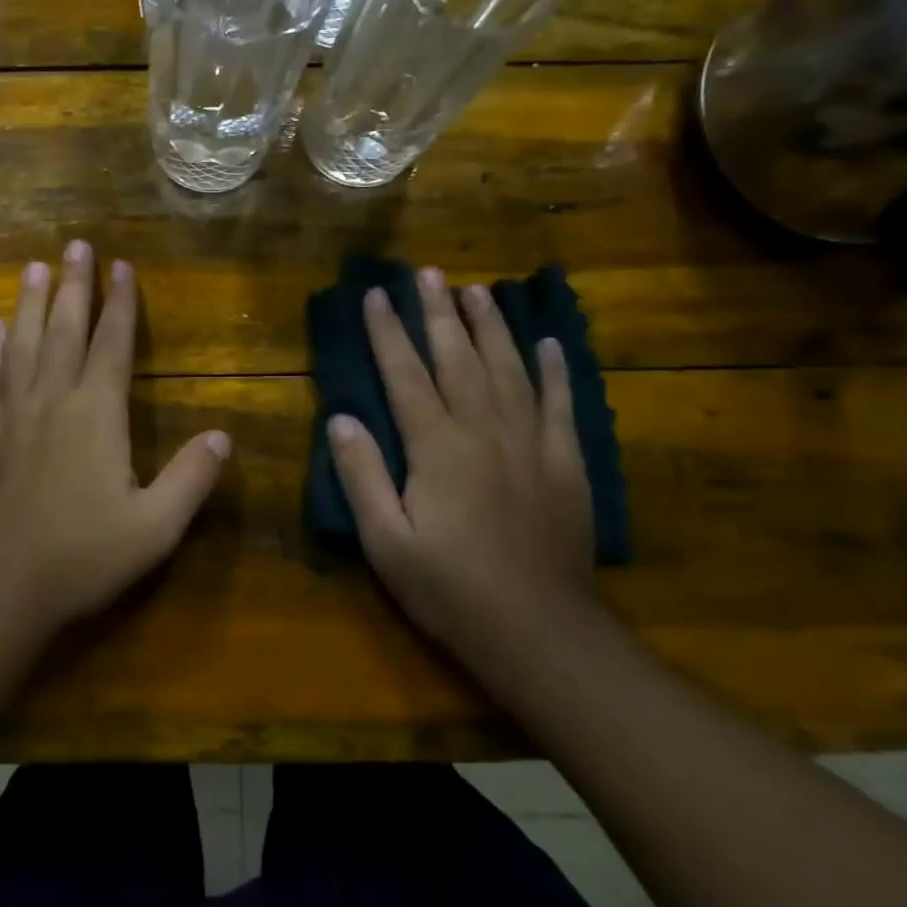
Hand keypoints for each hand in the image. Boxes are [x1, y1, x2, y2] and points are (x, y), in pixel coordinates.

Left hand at [0, 241, 231, 633]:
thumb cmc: (83, 555)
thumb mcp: (155, 527)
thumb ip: (191, 478)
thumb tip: (224, 435)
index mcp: (97, 414)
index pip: (112, 345)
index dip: (120, 304)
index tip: (122, 266)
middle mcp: (52, 401)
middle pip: (64, 330)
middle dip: (73, 286)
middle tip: (74, 245)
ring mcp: (12, 417)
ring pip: (21, 345)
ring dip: (28, 304)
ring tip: (33, 267)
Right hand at [327, 268, 597, 665]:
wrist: (540, 633)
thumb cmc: (450, 590)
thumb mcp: (386, 542)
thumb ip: (362, 475)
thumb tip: (341, 418)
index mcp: (438, 448)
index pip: (406, 375)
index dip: (387, 333)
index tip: (374, 295)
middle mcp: (485, 431)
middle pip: (459, 359)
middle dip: (439, 313)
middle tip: (429, 273)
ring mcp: (532, 444)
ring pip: (509, 369)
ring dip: (491, 327)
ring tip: (478, 291)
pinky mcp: (566, 464)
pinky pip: (560, 403)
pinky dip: (555, 369)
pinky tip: (549, 342)